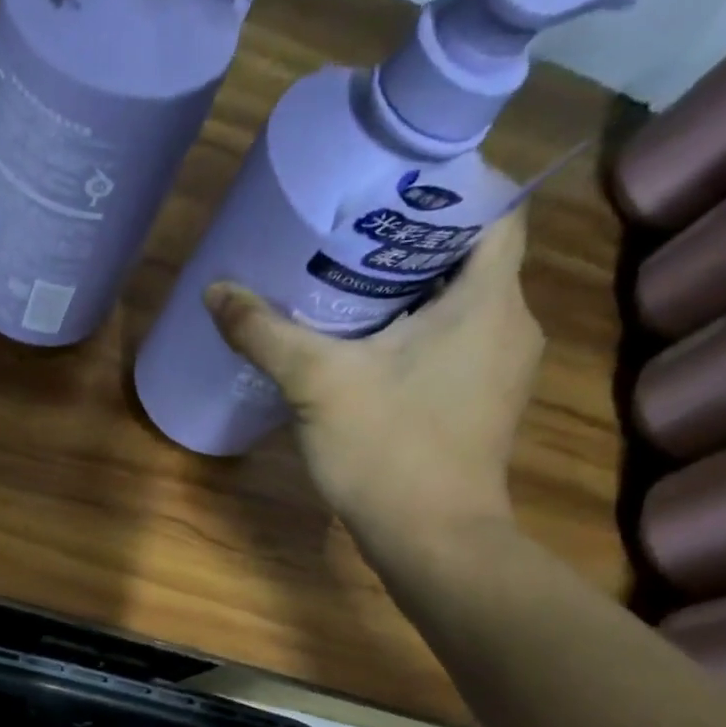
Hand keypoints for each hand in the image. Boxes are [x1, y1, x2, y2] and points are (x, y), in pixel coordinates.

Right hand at [203, 211, 540, 561]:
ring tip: (346, 276)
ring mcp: (499, 368)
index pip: (494, 210)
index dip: (449, 185)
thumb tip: (216, 291)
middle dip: (410, 237)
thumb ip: (265, 332)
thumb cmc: (389, 450)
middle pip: (469, 254)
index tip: (389, 183)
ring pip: (460, 301)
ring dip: (409, 286)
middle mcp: (509, 325)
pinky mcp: (481, 401)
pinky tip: (363, 341)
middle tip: (347, 227)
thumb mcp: (317, 383)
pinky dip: (414, 327)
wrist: (434, 543)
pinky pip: (453, 340)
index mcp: (488, 301)